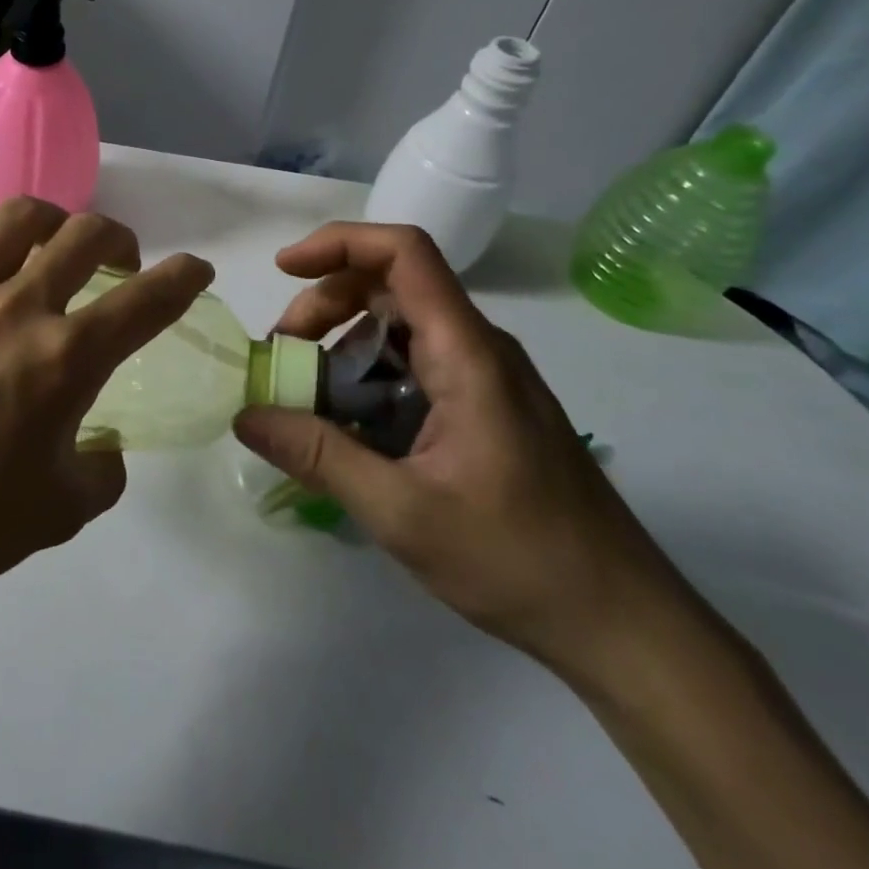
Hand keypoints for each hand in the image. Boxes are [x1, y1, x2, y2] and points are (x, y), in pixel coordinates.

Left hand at [0, 199, 213, 631]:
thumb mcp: (62, 512)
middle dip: (119, 239)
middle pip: (86, 235)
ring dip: (53, 221)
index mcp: (65, 360)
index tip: (195, 269)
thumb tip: (105, 444)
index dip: (184, 277)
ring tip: (53, 243)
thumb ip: (104, 471)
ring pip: (18, 216)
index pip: (147, 300)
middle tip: (120, 261)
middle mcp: (17, 308)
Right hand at [234, 223, 697, 683]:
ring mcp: (483, 378)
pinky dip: (368, 379)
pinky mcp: (483, 407)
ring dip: (342, 346)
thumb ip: (318, 456)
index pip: (404, 253)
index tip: (283, 270)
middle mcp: (477, 348)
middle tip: (283, 355)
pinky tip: (347, 430)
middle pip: (390, 285)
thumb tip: (245, 415)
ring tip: (305, 399)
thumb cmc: (520, 560)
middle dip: (325, 305)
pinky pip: (413, 367)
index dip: (339, 243)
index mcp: (466, 352)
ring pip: (399, 328)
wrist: (623, 625)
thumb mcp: (402, 512)